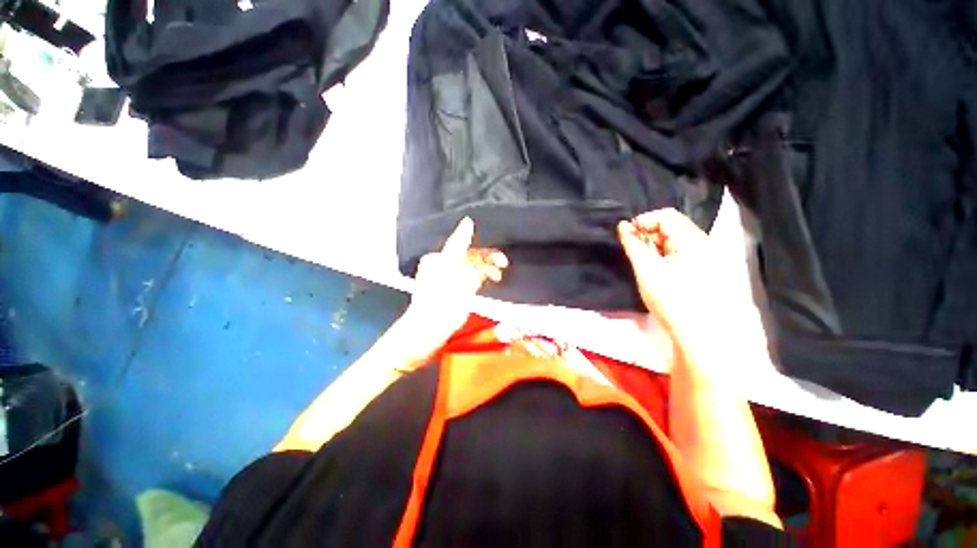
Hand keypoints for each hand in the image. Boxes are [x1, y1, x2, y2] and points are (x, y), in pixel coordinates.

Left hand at [403, 217, 507, 354]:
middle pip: (469, 258)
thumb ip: (461, 243)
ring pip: (470, 269)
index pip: (466, 246)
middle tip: (503, 266)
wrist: (428, 331)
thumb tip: (467, 221)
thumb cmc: (441, 300)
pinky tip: (488, 283)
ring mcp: (446, 279)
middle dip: (487, 261)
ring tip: (497, 277)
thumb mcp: (453, 268)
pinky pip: (468, 280)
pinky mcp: (451, 292)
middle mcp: (442, 265)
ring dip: (484, 271)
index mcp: (439, 257)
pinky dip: (478, 280)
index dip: (484, 250)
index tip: (500, 258)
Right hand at [618, 208, 765, 372]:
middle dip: (648, 232)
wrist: (697, 332)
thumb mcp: (646, 270)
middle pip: (672, 225)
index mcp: (692, 241)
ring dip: (654, 243)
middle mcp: (702, 243)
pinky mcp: (701, 266)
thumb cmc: (670, 299)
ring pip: (674, 238)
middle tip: (633, 248)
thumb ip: (633, 245)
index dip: (643, 221)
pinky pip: (679, 250)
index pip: (666, 216)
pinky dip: (663, 253)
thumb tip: (622, 226)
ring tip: (643, 259)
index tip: (626, 235)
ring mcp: (704, 255)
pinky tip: (656, 267)